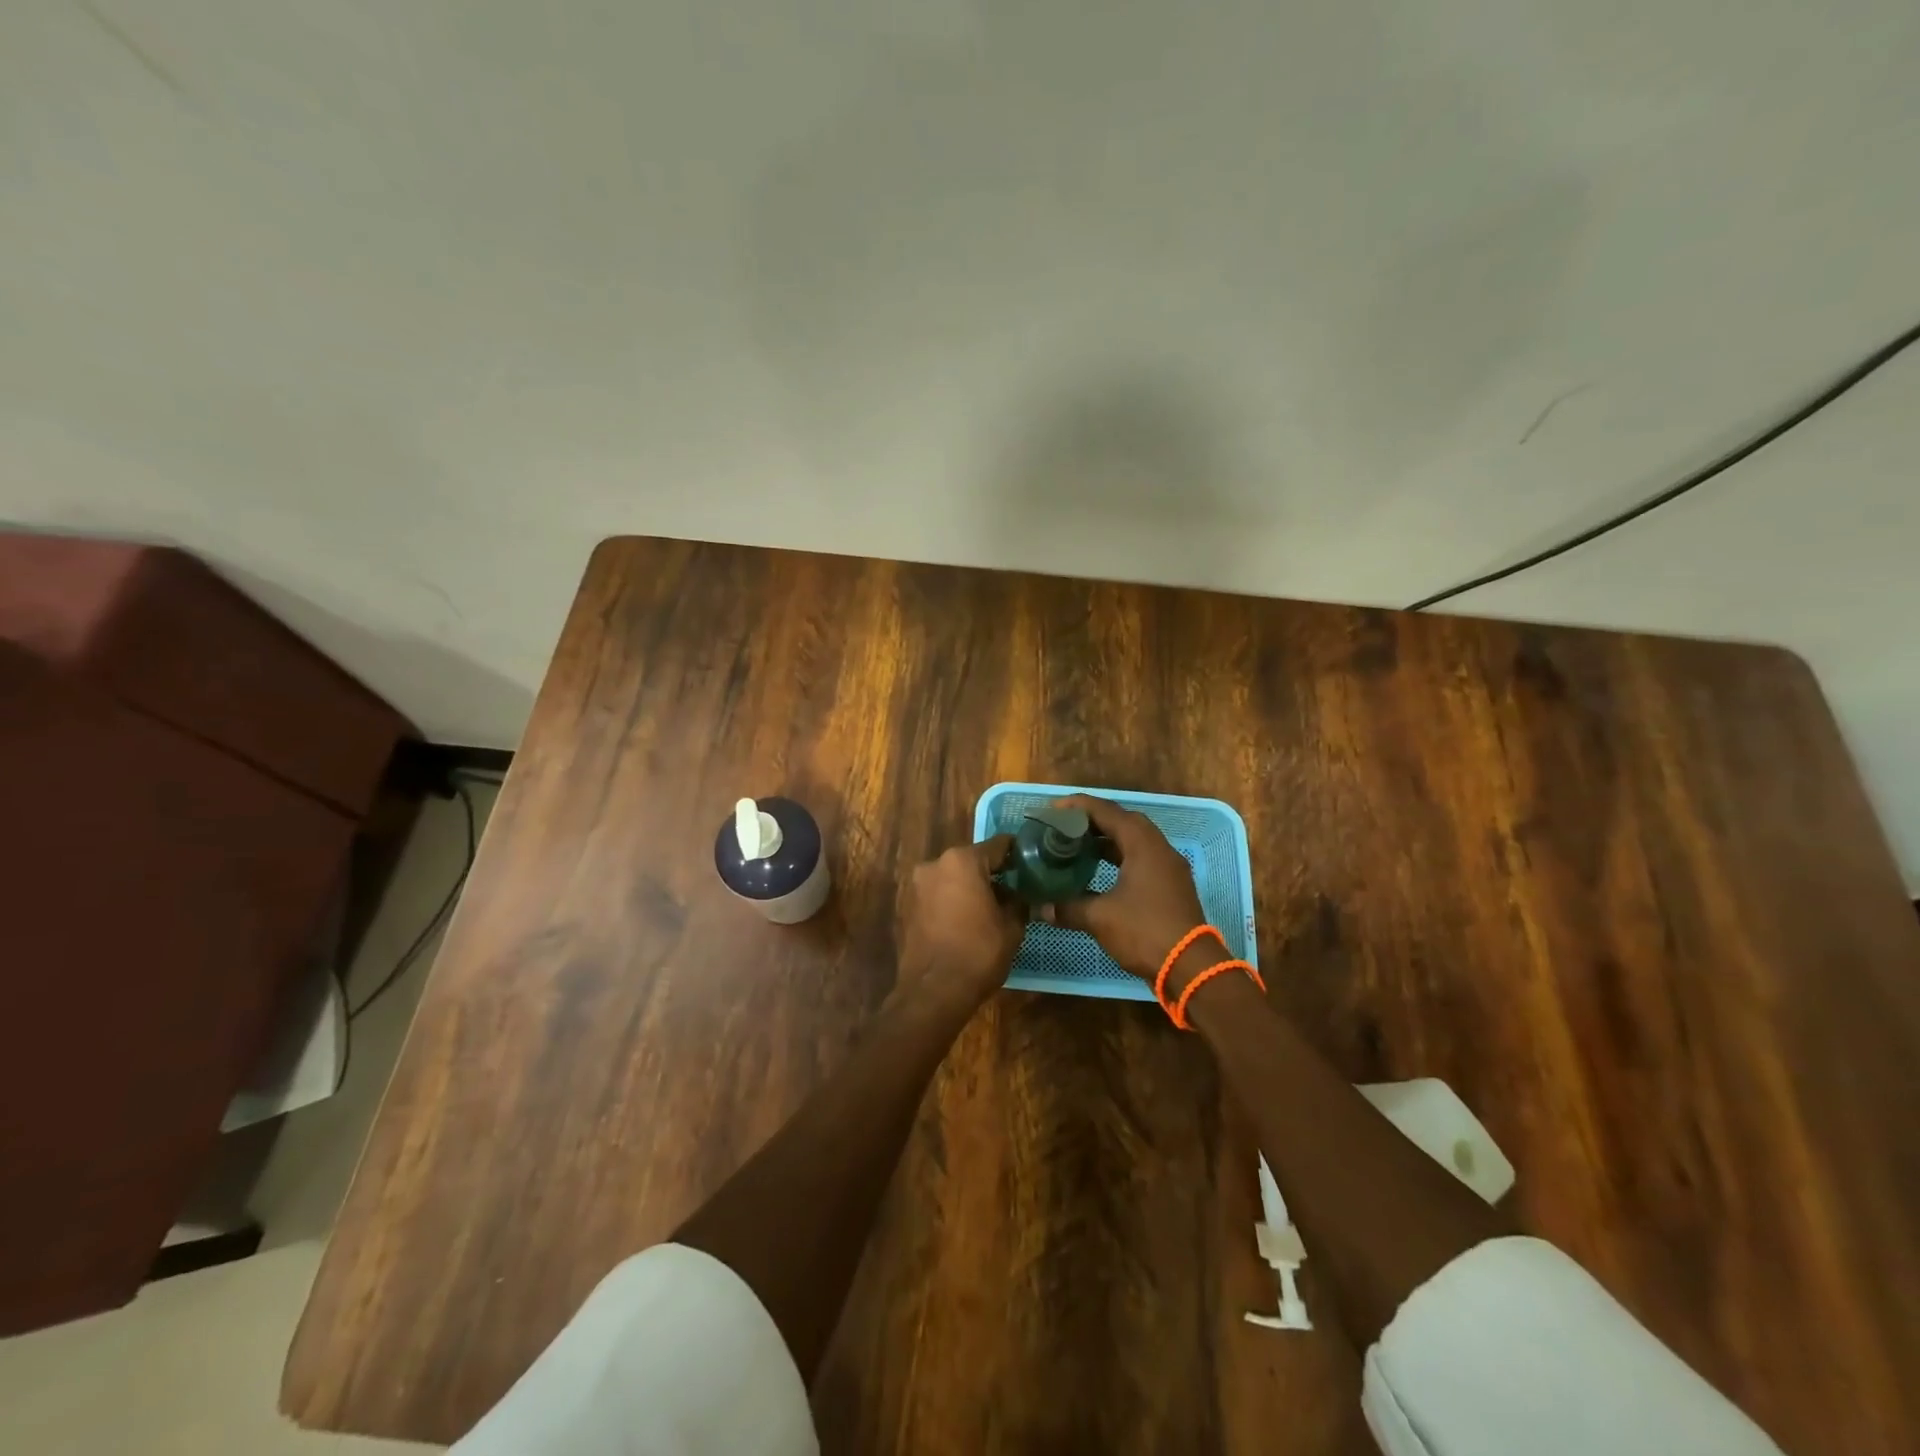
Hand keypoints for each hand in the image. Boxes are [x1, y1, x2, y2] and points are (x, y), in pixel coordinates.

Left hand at [895, 836, 1026, 1014]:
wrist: (933, 991)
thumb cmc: (978, 953)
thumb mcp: (1011, 927)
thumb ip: (1018, 903)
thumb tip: (1021, 897)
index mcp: (962, 861)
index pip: (998, 846)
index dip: (1017, 854)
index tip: (1030, 863)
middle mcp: (935, 864)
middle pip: (971, 861)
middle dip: (991, 873)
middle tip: (1013, 890)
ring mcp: (916, 885)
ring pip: (952, 878)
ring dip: (969, 888)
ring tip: (990, 908)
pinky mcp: (906, 906)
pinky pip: (937, 896)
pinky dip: (951, 902)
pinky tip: (966, 921)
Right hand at [1039, 795, 1205, 983]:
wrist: (1190, 967)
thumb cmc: (1144, 932)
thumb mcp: (1100, 918)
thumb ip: (1069, 907)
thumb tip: (1041, 907)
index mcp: (1143, 845)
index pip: (1107, 812)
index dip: (1079, 807)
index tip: (1054, 808)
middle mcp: (1159, 848)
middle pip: (1124, 821)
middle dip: (1094, 820)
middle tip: (1067, 827)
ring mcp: (1169, 867)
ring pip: (1136, 841)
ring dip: (1108, 840)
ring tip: (1079, 846)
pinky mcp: (1172, 885)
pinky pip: (1143, 858)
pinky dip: (1121, 857)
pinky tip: (1102, 871)